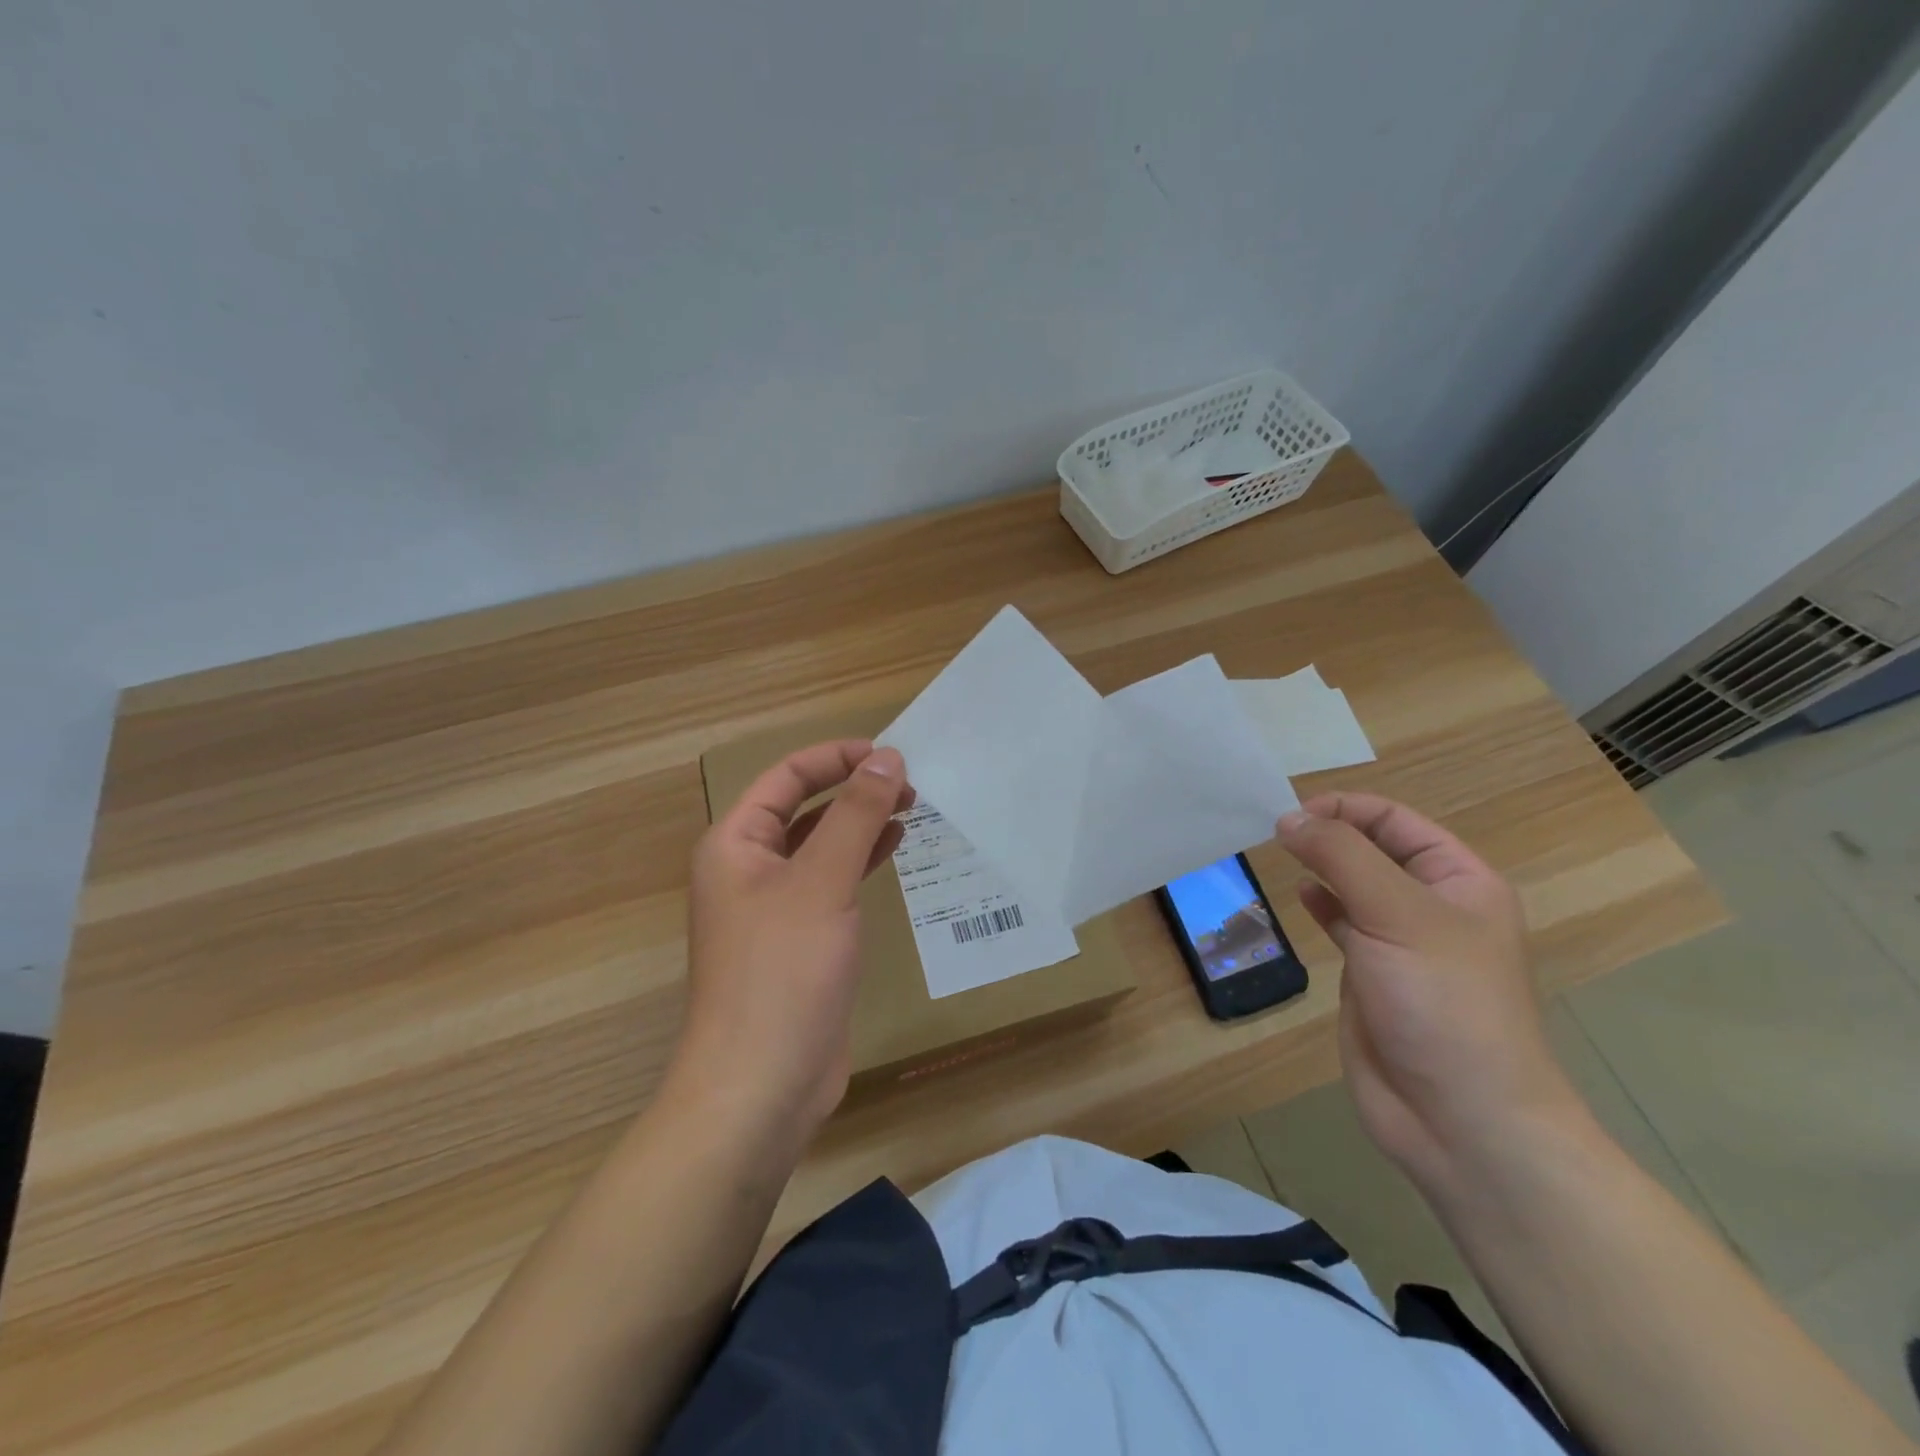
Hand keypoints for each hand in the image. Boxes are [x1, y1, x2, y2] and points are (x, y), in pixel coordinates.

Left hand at [668, 740, 912, 1149]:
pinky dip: (860, 861)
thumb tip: (886, 758)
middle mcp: (748, 869)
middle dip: (853, 789)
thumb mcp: (822, 882)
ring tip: (909, 809)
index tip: (890, 754)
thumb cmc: (782, 973)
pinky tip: (892, 850)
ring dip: (860, 823)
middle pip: (803, 808)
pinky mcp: (799, 941)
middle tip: (910, 784)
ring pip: (820, 846)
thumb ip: (854, 815)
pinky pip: (830, 883)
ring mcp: (773, 908)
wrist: (761, 1087)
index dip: (836, 758)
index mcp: (735, 844)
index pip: (786, 777)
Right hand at [1277, 793, 1581, 1193]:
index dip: (1345, 809)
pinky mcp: (1372, 973)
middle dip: (1328, 833)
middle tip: (1274, 831)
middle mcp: (1432, 904)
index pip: (1396, 821)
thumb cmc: (1443, 1003)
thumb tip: (1288, 818)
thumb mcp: (1397, 915)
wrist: (1460, 1119)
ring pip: (1353, 884)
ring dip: (1319, 865)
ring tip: (1278, 854)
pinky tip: (1300, 895)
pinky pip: (1342, 922)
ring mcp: (1400, 941)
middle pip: (1373, 847)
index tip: (1290, 815)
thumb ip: (1341, 858)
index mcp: (1460, 881)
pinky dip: (1319, 903)